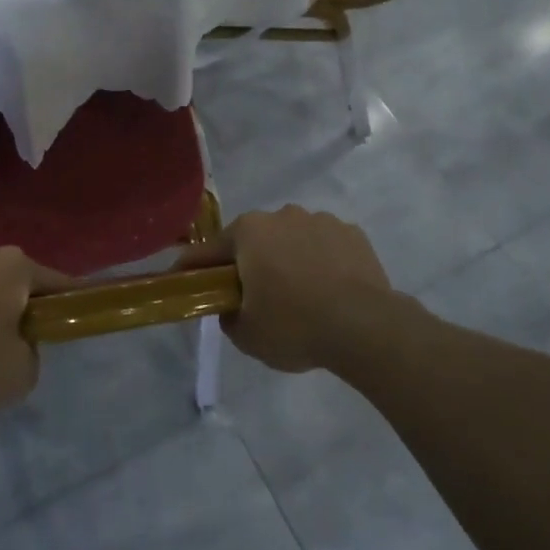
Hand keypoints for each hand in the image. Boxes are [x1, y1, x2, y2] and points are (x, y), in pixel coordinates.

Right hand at [180, 206, 392, 372]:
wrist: (365, 327)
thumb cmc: (294, 326)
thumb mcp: (246, 335)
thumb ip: (227, 316)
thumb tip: (231, 307)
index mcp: (249, 231)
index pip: (209, 250)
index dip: (194, 268)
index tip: (184, 279)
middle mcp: (282, 215)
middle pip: (255, 240)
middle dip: (251, 263)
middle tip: (255, 297)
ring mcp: (321, 220)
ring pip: (293, 240)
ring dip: (290, 260)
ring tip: (301, 296)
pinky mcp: (353, 234)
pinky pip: (326, 247)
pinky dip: (323, 263)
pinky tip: (330, 291)